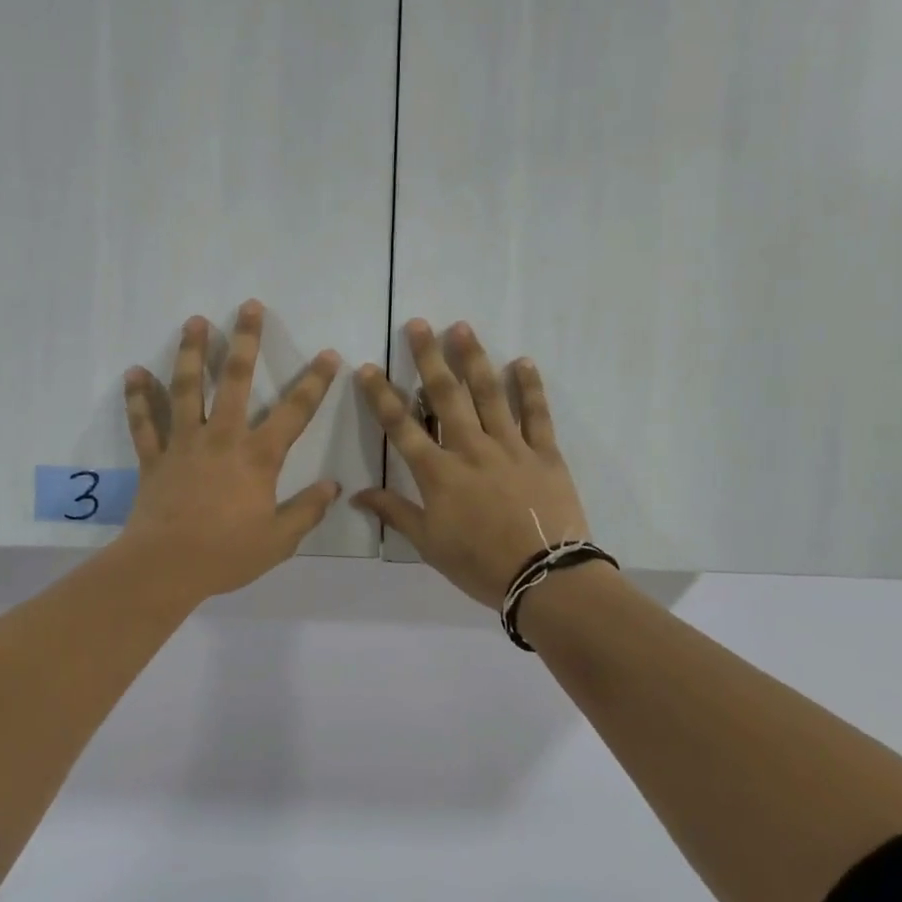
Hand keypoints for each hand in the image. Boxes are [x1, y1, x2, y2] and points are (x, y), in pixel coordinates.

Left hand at [118, 300, 342, 601]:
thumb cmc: (226, 554)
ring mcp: (184, 444)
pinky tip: (133, 372)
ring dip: (192, 353)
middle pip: (235, 381)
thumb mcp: (279, 540)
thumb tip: (332, 486)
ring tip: (195, 321)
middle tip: (249, 307)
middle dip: (246, 341)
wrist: (165, 568)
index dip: (315, 382)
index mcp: (257, 457)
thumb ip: (307, 510)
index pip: (295, 412)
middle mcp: (222, 439)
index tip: (329, 354)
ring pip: (187, 389)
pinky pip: (144, 423)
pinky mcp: (154, 458)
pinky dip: (137, 398)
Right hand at [351, 320, 592, 609]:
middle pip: (446, 396)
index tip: (368, 368)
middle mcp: (471, 449)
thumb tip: (356, 495)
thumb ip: (395, 513)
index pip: (401, 427)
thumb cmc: (480, 565)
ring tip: (462, 328)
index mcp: (438, 473)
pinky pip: (536, 414)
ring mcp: (510, 447)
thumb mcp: (429, 544)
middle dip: (429, 358)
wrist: (545, 578)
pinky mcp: (545, 453)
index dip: (382, 396)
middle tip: (419, 324)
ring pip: (489, 394)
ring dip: (474, 359)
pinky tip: (522, 362)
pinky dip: (530, 387)